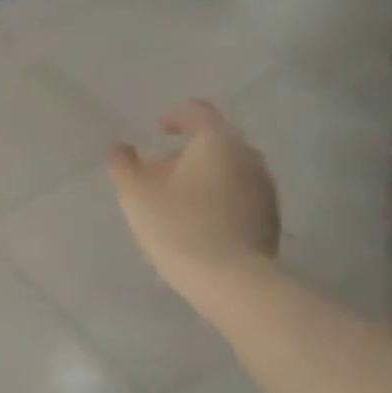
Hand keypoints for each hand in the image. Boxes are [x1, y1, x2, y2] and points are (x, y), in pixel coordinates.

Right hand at [109, 101, 279, 281]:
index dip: (177, 116)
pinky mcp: (270, 216)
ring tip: (181, 200)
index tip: (159, 129)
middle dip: (190, 151)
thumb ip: (125, 166)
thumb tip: (122, 150)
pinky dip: (220, 198)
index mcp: (217, 142)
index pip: (199, 113)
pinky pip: (241, 194)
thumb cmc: (177, 227)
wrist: (229, 279)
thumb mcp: (136, 195)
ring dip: (207, 176)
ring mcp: (264, 187)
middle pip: (218, 142)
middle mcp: (248, 156)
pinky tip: (201, 222)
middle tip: (163, 171)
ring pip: (231, 169)